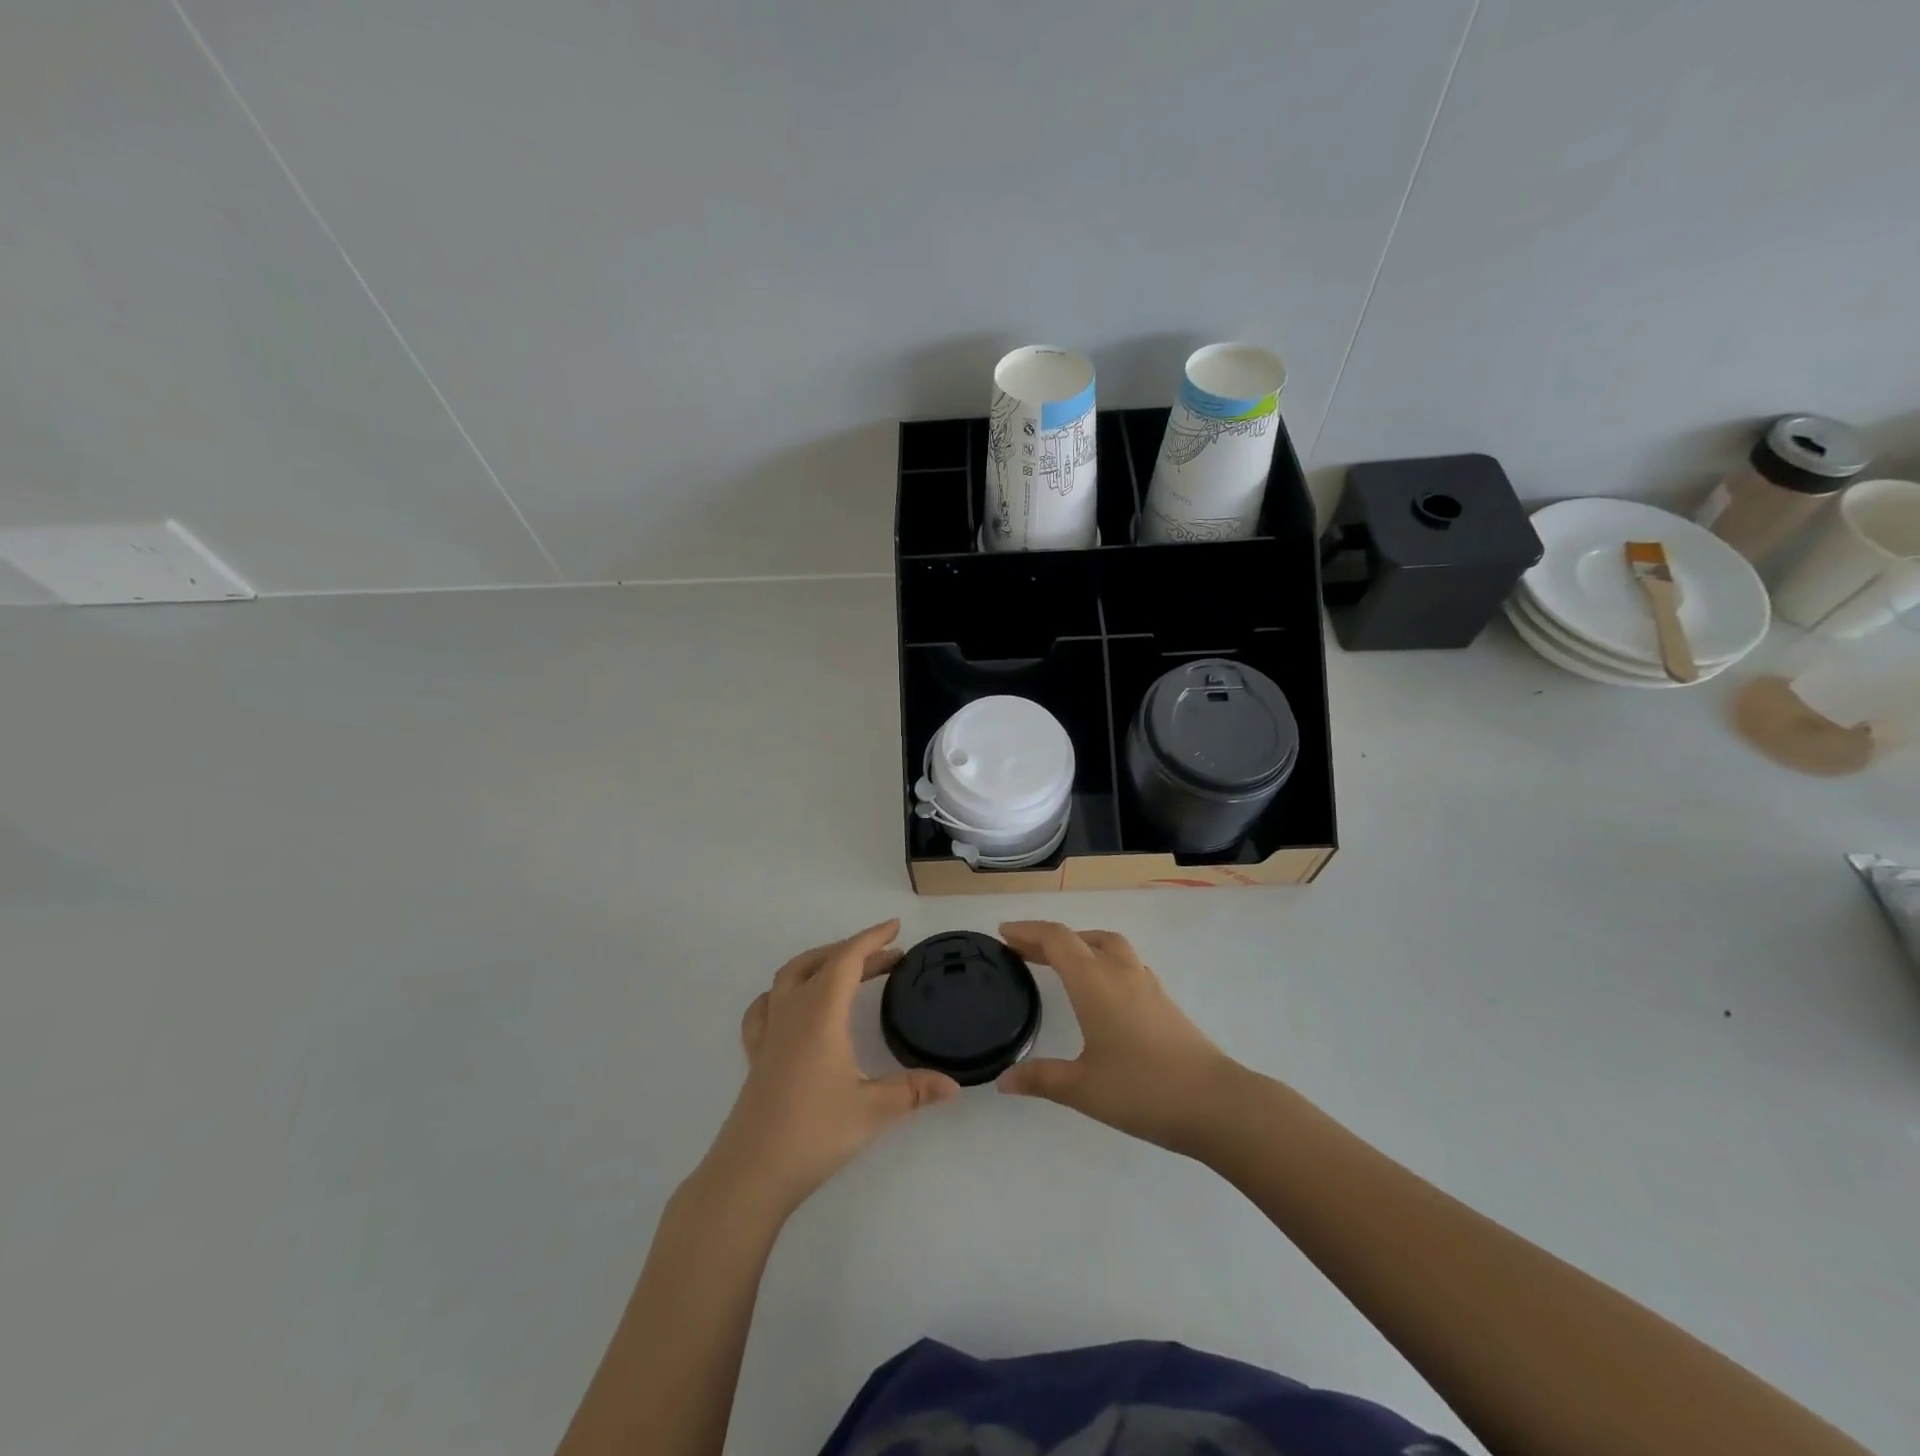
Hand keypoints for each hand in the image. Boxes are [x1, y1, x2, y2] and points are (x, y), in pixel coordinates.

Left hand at [703, 921, 958, 1215]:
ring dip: (820, 963)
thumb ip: (914, 1091)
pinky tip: (795, 1004)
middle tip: (889, 958)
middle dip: (855, 952)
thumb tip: (955, 1085)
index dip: (872, 939)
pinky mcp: (756, 1054)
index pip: (847, 960)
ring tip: (847, 970)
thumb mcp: (872, 1110)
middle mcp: (792, 1012)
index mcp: (820, 1014)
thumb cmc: (813, 1134)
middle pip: (822, 963)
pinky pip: (766, 1006)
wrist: (750, 1174)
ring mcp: (769, 1032)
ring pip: (790, 976)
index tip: (895, 928)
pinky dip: (784, 991)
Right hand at [996, 921, 1240, 1154]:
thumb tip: (1003, 1081)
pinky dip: (1102, 961)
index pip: (1056, 939)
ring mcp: (1146, 983)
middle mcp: (1119, 972)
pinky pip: (1125, 963)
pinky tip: (1100, 989)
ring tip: (1059, 963)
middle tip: (1021, 951)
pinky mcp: (1163, 1000)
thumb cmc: (1142, 1090)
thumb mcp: (1082, 1088)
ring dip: (1079, 945)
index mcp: (1095, 982)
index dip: (1028, 931)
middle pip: (1080, 938)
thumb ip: (1040, 1079)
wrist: (1215, 1103)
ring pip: (1108, 945)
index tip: (1003, 933)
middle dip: (1048, 939)